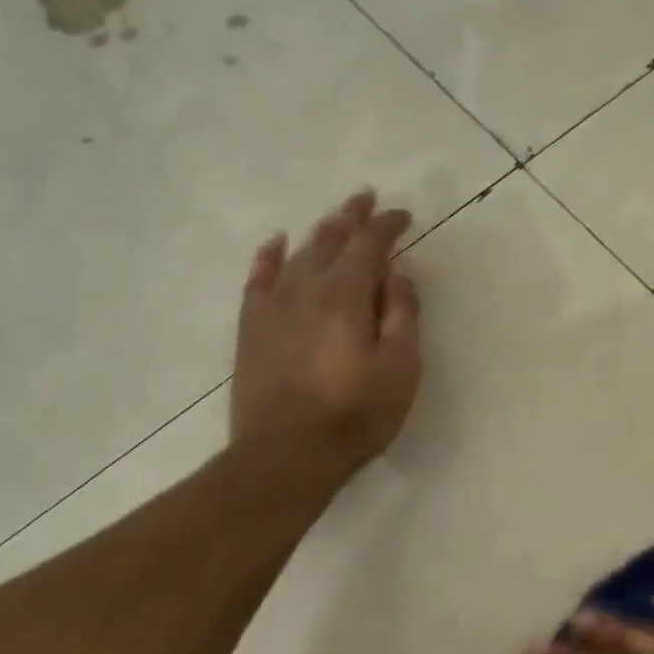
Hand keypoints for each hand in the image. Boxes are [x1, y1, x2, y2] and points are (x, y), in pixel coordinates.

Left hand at [231, 188, 421, 473]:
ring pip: (297, 254)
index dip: (387, 225)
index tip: (402, 215)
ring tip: (335, 218)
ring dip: (319, 232)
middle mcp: (306, 289)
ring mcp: (273, 307)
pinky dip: (269, 256)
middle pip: (330, 240)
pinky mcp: (251, 328)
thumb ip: (401, 314)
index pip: (369, 245)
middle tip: (366, 198)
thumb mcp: (400, 368)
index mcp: (346, 296)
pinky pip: (258, 279)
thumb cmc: (356, 414)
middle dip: (351, 217)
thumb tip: (396, 273)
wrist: (286, 455)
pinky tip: (277, 243)